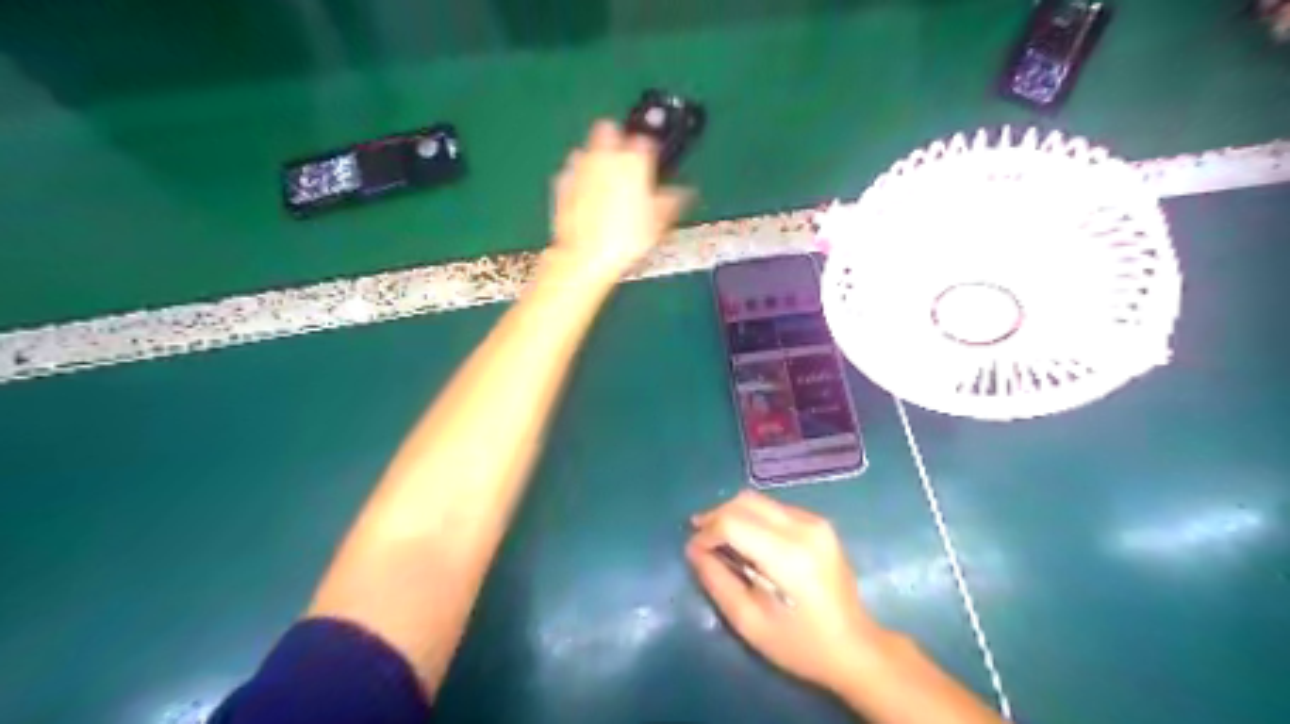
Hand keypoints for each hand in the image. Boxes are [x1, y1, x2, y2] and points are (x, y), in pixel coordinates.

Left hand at [555, 120, 694, 278]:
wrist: (586, 256)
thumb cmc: (626, 239)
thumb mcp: (659, 222)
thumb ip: (672, 200)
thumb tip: (682, 192)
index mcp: (634, 160)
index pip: (646, 140)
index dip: (650, 151)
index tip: (651, 164)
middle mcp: (605, 156)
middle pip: (609, 129)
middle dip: (616, 140)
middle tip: (624, 162)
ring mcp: (579, 167)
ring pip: (587, 149)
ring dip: (595, 159)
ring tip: (603, 182)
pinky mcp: (561, 182)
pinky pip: (571, 172)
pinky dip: (578, 179)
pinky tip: (585, 198)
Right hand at [685, 489, 888, 693]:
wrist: (855, 647)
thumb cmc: (799, 645)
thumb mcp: (748, 622)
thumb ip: (717, 581)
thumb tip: (693, 549)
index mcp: (787, 556)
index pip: (733, 522)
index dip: (707, 532)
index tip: (694, 550)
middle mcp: (803, 528)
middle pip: (746, 502)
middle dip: (717, 515)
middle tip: (699, 536)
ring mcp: (816, 522)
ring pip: (760, 501)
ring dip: (734, 514)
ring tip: (719, 537)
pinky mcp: (820, 523)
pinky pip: (775, 508)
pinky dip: (754, 518)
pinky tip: (748, 540)